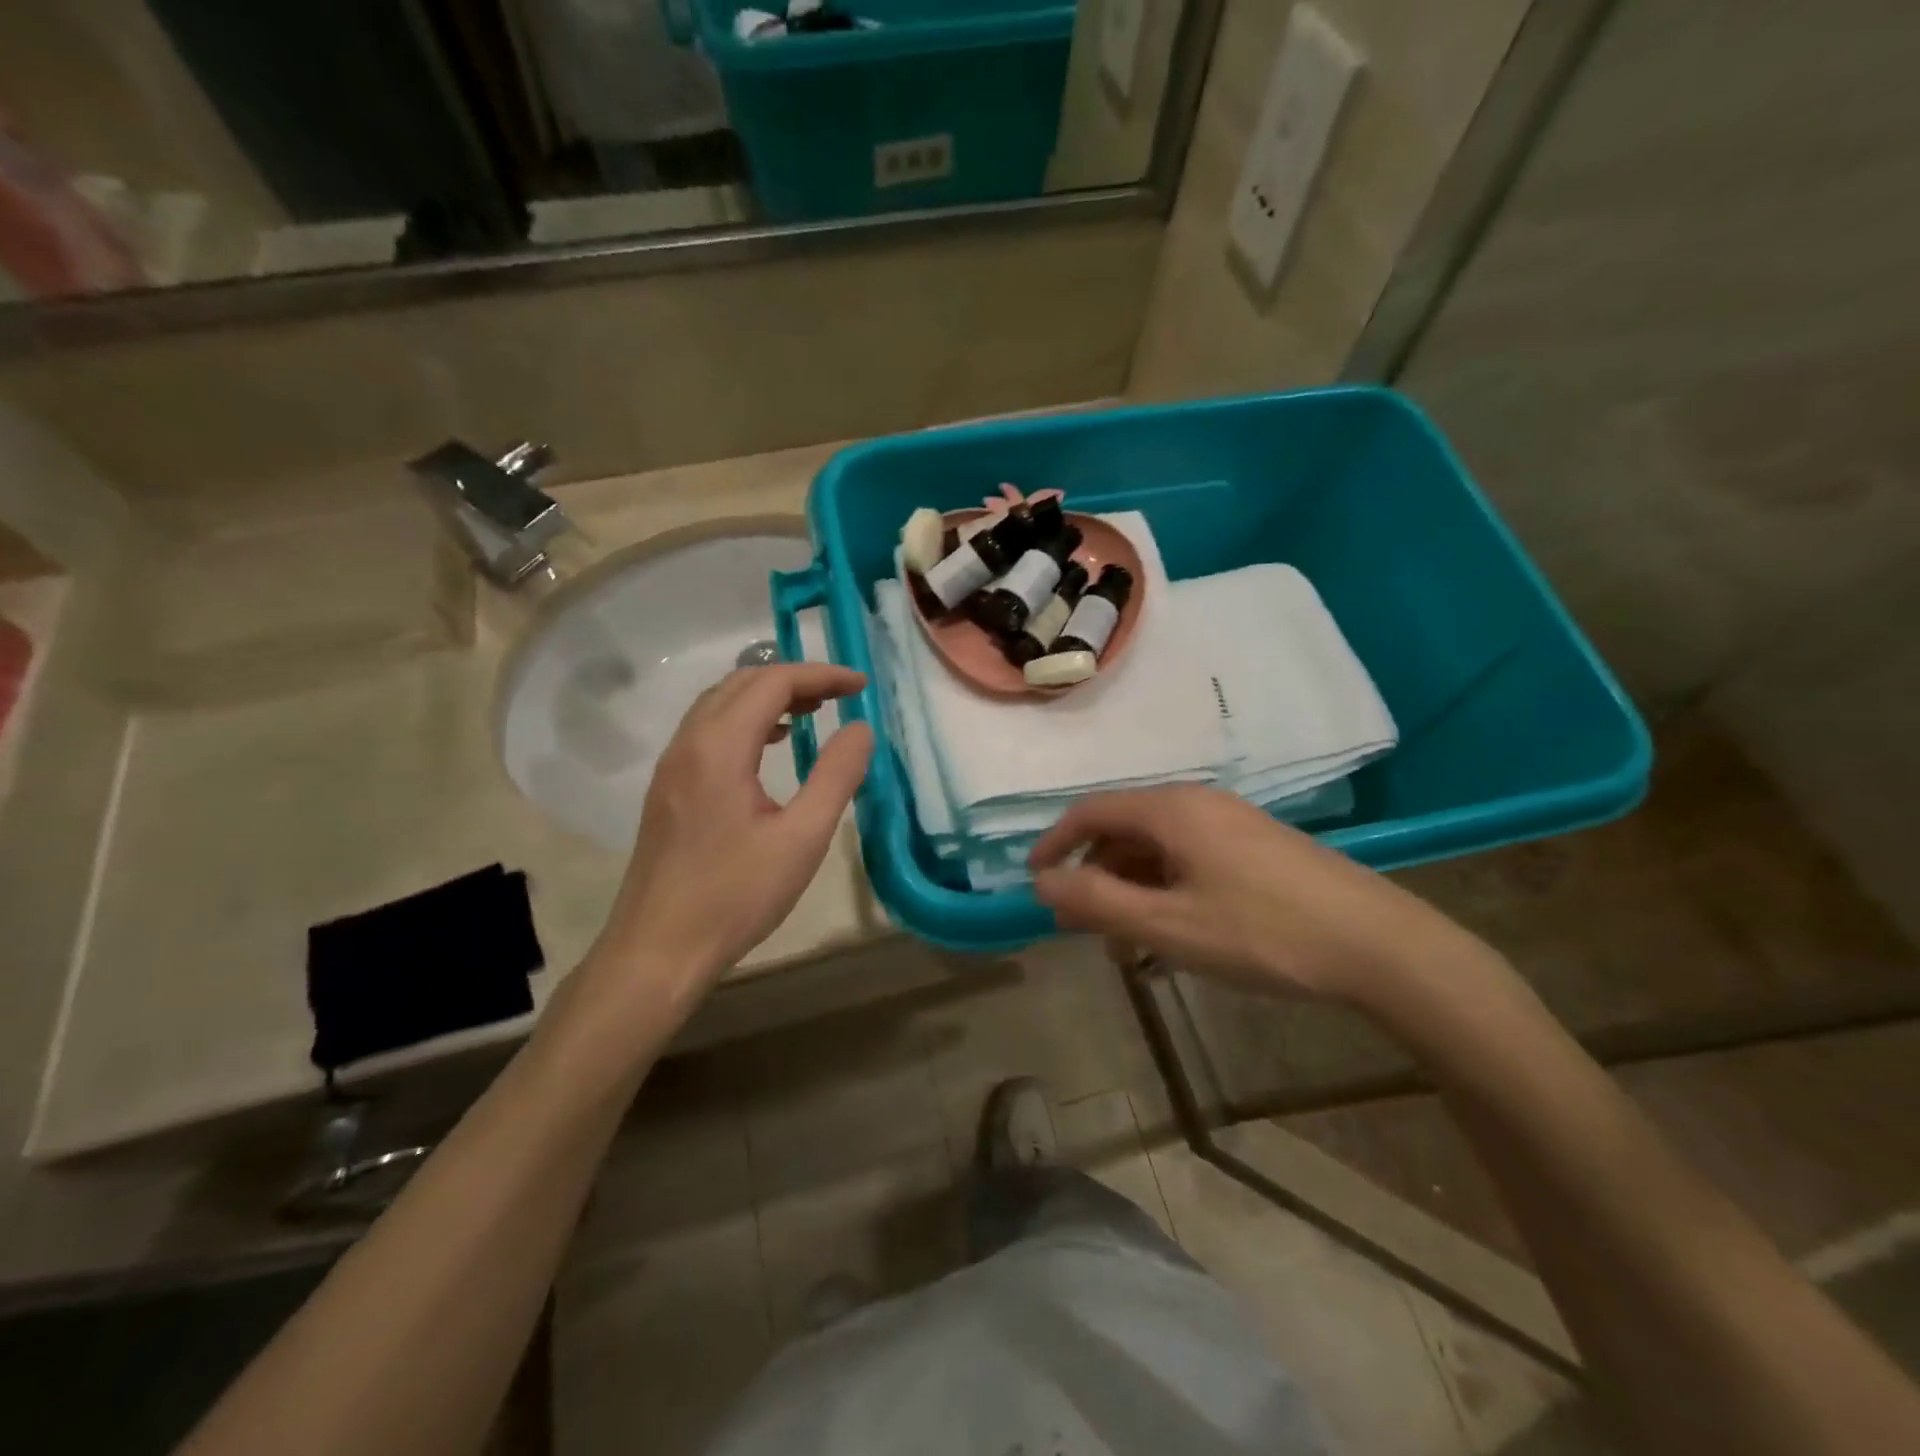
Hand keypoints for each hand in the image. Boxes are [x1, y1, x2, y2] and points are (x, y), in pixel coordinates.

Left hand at [586, 663, 872, 1003]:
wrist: (657, 951)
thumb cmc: (735, 896)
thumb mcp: (802, 839)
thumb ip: (836, 776)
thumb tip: (860, 728)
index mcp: (719, 748)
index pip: (773, 682)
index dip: (822, 675)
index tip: (862, 685)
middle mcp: (688, 743)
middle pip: (742, 683)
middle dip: (795, 679)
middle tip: (841, 697)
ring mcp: (671, 766)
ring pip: (720, 704)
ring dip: (767, 697)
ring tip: (812, 713)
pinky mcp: (667, 789)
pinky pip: (707, 731)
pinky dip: (745, 720)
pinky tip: (769, 746)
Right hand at [1028, 786, 1486, 1004]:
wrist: (1380, 945)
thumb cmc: (1263, 933)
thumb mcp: (1169, 925)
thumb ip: (1098, 902)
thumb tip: (1042, 883)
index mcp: (1171, 810)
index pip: (1091, 811)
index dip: (1055, 843)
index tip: (1035, 881)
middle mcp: (1198, 803)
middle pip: (1124, 828)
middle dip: (1094, 874)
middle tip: (1081, 924)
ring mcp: (1232, 822)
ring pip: (1158, 846)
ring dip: (1130, 886)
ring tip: (1127, 941)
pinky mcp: (1256, 846)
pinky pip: (1190, 857)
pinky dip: (1165, 887)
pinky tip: (1173, 930)